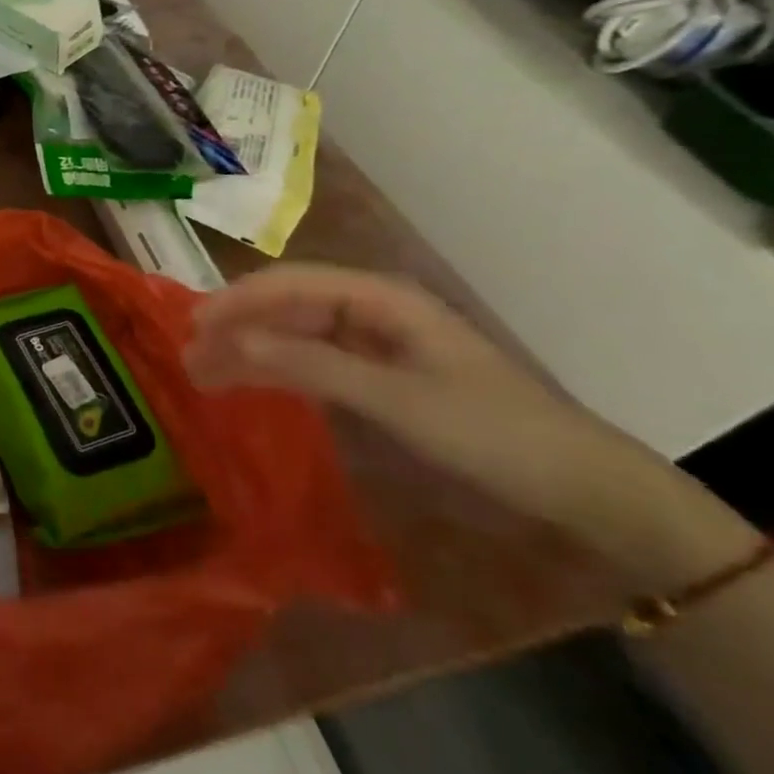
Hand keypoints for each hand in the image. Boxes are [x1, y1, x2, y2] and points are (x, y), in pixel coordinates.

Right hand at [182, 264, 748, 585]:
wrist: (585, 490)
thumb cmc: (492, 433)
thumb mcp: (396, 399)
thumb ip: (309, 364)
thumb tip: (230, 340)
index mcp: (381, 297)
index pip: (290, 283)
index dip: (237, 300)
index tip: (191, 326)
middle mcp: (373, 309)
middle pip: (287, 305)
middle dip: (236, 325)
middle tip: (188, 356)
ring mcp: (377, 342)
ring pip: (296, 332)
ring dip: (250, 349)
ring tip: (204, 372)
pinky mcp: (381, 374)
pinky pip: (314, 359)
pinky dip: (278, 368)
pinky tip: (251, 381)